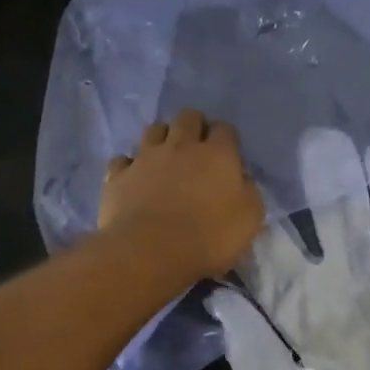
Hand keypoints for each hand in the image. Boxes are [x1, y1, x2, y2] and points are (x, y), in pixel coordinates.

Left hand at [99, 109, 264, 279]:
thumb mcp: (250, 219)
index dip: (227, 139)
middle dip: (194, 126)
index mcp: (218, 154)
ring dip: (162, 138)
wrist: (151, 252)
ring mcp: (146, 157)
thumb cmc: (209, 237)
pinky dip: (129, 166)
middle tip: (197, 149)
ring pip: (153, 129)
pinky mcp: (119, 175)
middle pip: (188, 117)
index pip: (225, 129)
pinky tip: (134, 178)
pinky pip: (123, 160)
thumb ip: (249, 192)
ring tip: (165, 158)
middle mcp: (181, 146)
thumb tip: (242, 181)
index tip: (227, 156)